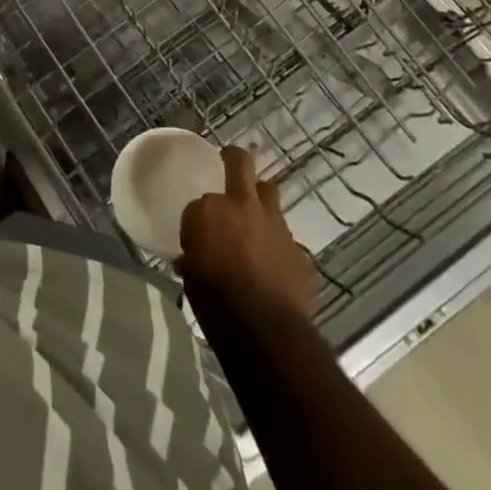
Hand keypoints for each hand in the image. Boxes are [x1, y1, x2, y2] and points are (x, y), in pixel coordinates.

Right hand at [178, 146, 322, 318]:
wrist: (263, 329)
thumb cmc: (214, 298)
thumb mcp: (190, 273)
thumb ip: (194, 254)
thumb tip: (191, 259)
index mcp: (211, 208)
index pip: (202, 199)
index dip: (202, 212)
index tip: (201, 225)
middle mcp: (245, 206)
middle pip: (242, 165)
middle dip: (236, 160)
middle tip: (230, 161)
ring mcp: (278, 227)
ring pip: (271, 197)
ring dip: (262, 204)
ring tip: (256, 222)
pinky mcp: (301, 253)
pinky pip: (288, 241)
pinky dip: (279, 248)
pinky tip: (275, 267)